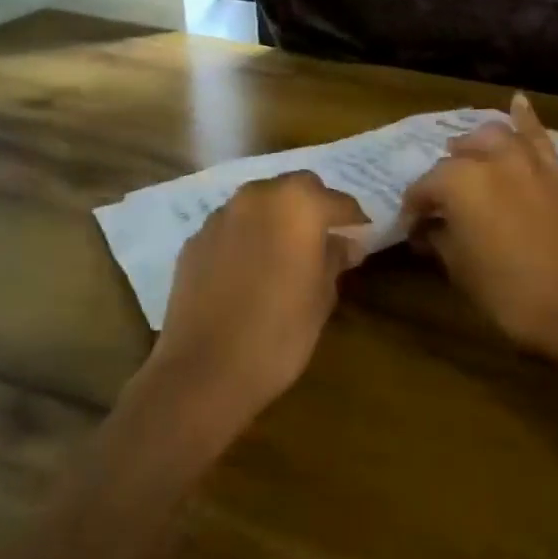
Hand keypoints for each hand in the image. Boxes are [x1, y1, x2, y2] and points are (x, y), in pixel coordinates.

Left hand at [137, 171, 365, 441]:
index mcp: (297, 204)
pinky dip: (246, 237)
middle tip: (325, 239)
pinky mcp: (195, 240)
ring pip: (259, 203)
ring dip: (277, 218)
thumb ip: (335, 259)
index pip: (338, 202)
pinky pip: (231, 227)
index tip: (362, 237)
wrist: (204, 369)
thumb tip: (345, 243)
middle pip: (295, 188)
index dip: (354, 220)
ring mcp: (220, 216)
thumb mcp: (322, 298)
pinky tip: (250, 270)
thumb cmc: (279, 334)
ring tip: (286, 253)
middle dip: (313, 207)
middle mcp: (257, 197)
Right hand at [401, 93, 557, 356]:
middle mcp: (490, 159)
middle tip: (439, 207)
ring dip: (475, 146)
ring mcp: (527, 160)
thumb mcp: (461, 270)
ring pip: (493, 137)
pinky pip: (538, 137)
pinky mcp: (556, 171)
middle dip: (442, 181)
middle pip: (455, 160)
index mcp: (458, 182)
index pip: (422, 189)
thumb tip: (430, 229)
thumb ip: (440, 240)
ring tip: (467, 158)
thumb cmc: (511, 292)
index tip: (411, 230)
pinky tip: (518, 102)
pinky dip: (525, 119)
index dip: (413, 211)